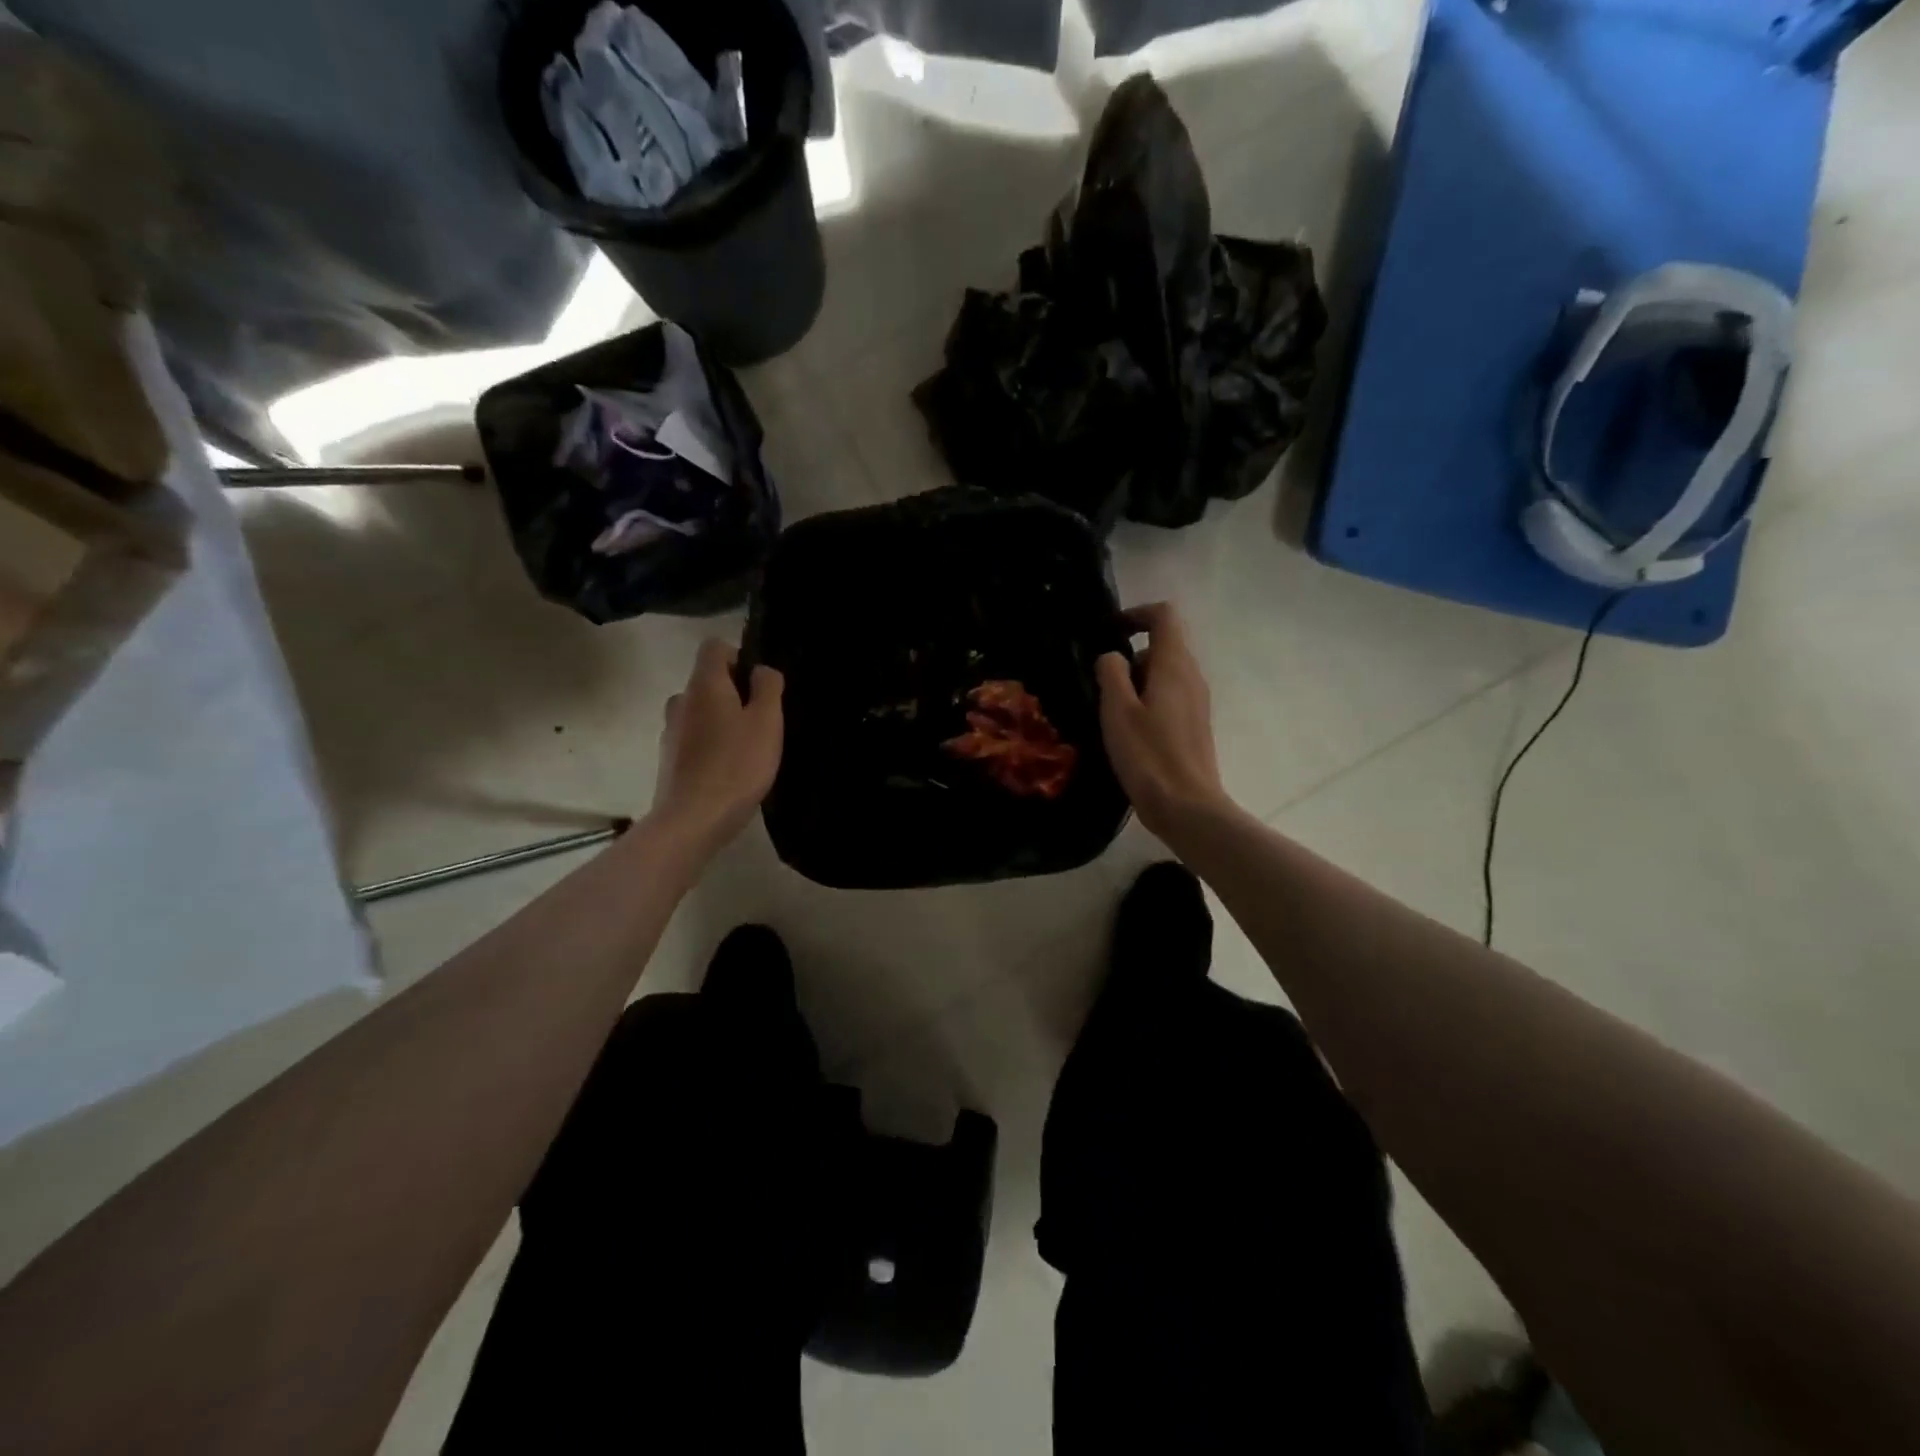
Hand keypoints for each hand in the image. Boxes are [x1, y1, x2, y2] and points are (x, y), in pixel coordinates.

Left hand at [650, 639, 783, 855]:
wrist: (693, 820)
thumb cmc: (737, 765)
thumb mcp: (767, 722)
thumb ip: (768, 688)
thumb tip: (761, 670)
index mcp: (703, 684)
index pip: (714, 647)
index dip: (739, 657)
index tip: (759, 686)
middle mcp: (680, 700)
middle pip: (708, 681)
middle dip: (734, 693)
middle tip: (761, 722)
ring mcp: (670, 731)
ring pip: (700, 712)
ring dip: (721, 721)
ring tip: (747, 750)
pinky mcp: (668, 760)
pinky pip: (693, 739)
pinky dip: (710, 746)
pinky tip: (729, 771)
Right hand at [1095, 602, 1233, 841]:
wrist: (1187, 807)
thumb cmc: (1148, 755)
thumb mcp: (1117, 710)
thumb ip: (1111, 673)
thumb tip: (1112, 657)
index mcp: (1175, 666)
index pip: (1164, 616)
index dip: (1136, 614)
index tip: (1110, 632)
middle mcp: (1192, 677)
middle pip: (1162, 646)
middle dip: (1130, 657)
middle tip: (1102, 686)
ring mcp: (1197, 702)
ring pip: (1164, 674)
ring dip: (1135, 683)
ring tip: (1110, 713)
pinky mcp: (1194, 726)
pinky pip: (1169, 697)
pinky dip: (1146, 702)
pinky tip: (1128, 732)